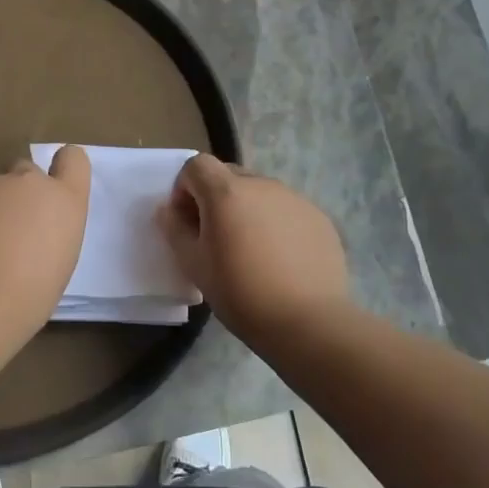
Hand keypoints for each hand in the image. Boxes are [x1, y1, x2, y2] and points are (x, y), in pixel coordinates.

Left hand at [0, 145, 91, 330]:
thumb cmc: (31, 293)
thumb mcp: (58, 262)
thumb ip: (47, 234)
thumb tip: (27, 236)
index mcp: (64, 200)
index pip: (73, 159)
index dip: (63, 168)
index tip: (53, 189)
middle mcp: (27, 182)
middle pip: (25, 170)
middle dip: (18, 192)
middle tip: (11, 231)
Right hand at [156, 155, 349, 344]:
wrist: (308, 322)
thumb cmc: (241, 293)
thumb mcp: (194, 265)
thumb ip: (175, 229)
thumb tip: (169, 210)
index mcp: (226, 192)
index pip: (197, 165)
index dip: (185, 188)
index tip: (188, 221)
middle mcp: (262, 185)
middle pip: (229, 175)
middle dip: (215, 198)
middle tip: (216, 237)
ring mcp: (295, 199)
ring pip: (259, 193)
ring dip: (247, 210)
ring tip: (251, 251)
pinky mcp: (319, 217)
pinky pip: (286, 210)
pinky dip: (275, 224)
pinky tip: (280, 260)